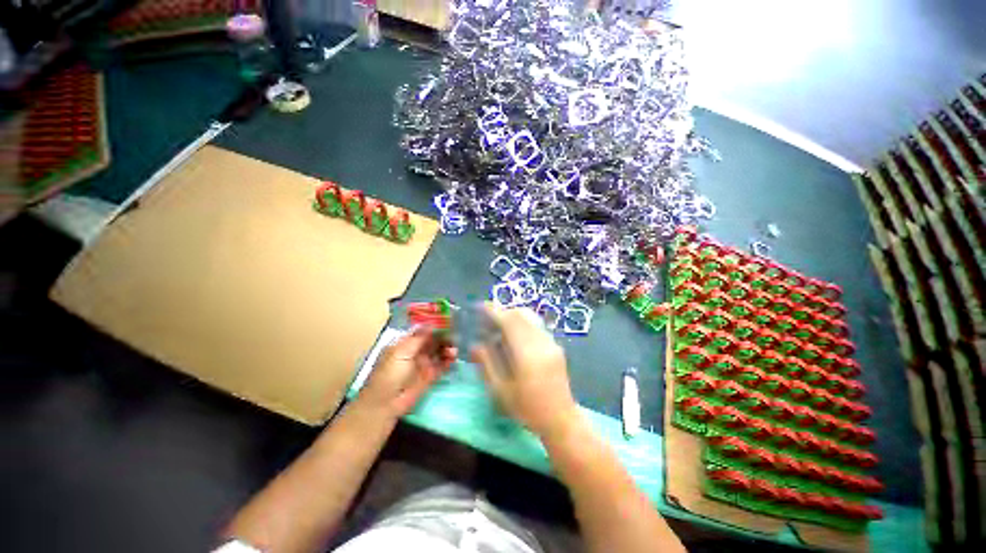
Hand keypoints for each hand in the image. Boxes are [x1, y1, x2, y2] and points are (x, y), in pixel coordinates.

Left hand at [359, 329, 455, 417]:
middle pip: (433, 340)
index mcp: (406, 343)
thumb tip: (432, 323)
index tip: (448, 320)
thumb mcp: (401, 352)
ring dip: (447, 348)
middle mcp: (416, 351)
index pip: (423, 331)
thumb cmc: (390, 374)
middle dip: (444, 336)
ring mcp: (424, 363)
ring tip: (453, 349)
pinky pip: (442, 364)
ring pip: (439, 351)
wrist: (386, 404)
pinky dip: (449, 360)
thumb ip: (418, 338)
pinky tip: (453, 357)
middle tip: (456, 335)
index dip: (435, 326)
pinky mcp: (430, 375)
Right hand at [471, 304, 580, 438]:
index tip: (481, 307)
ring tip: (500, 327)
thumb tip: (474, 345)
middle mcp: (541, 342)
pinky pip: (537, 326)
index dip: (493, 311)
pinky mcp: (556, 346)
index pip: (509, 321)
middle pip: (520, 315)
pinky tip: (515, 337)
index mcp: (526, 353)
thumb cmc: (527, 409)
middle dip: (502, 312)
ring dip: (513, 316)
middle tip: (488, 319)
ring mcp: (551, 342)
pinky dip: (523, 323)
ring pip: (530, 318)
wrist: (561, 420)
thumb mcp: (501, 390)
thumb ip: (487, 364)